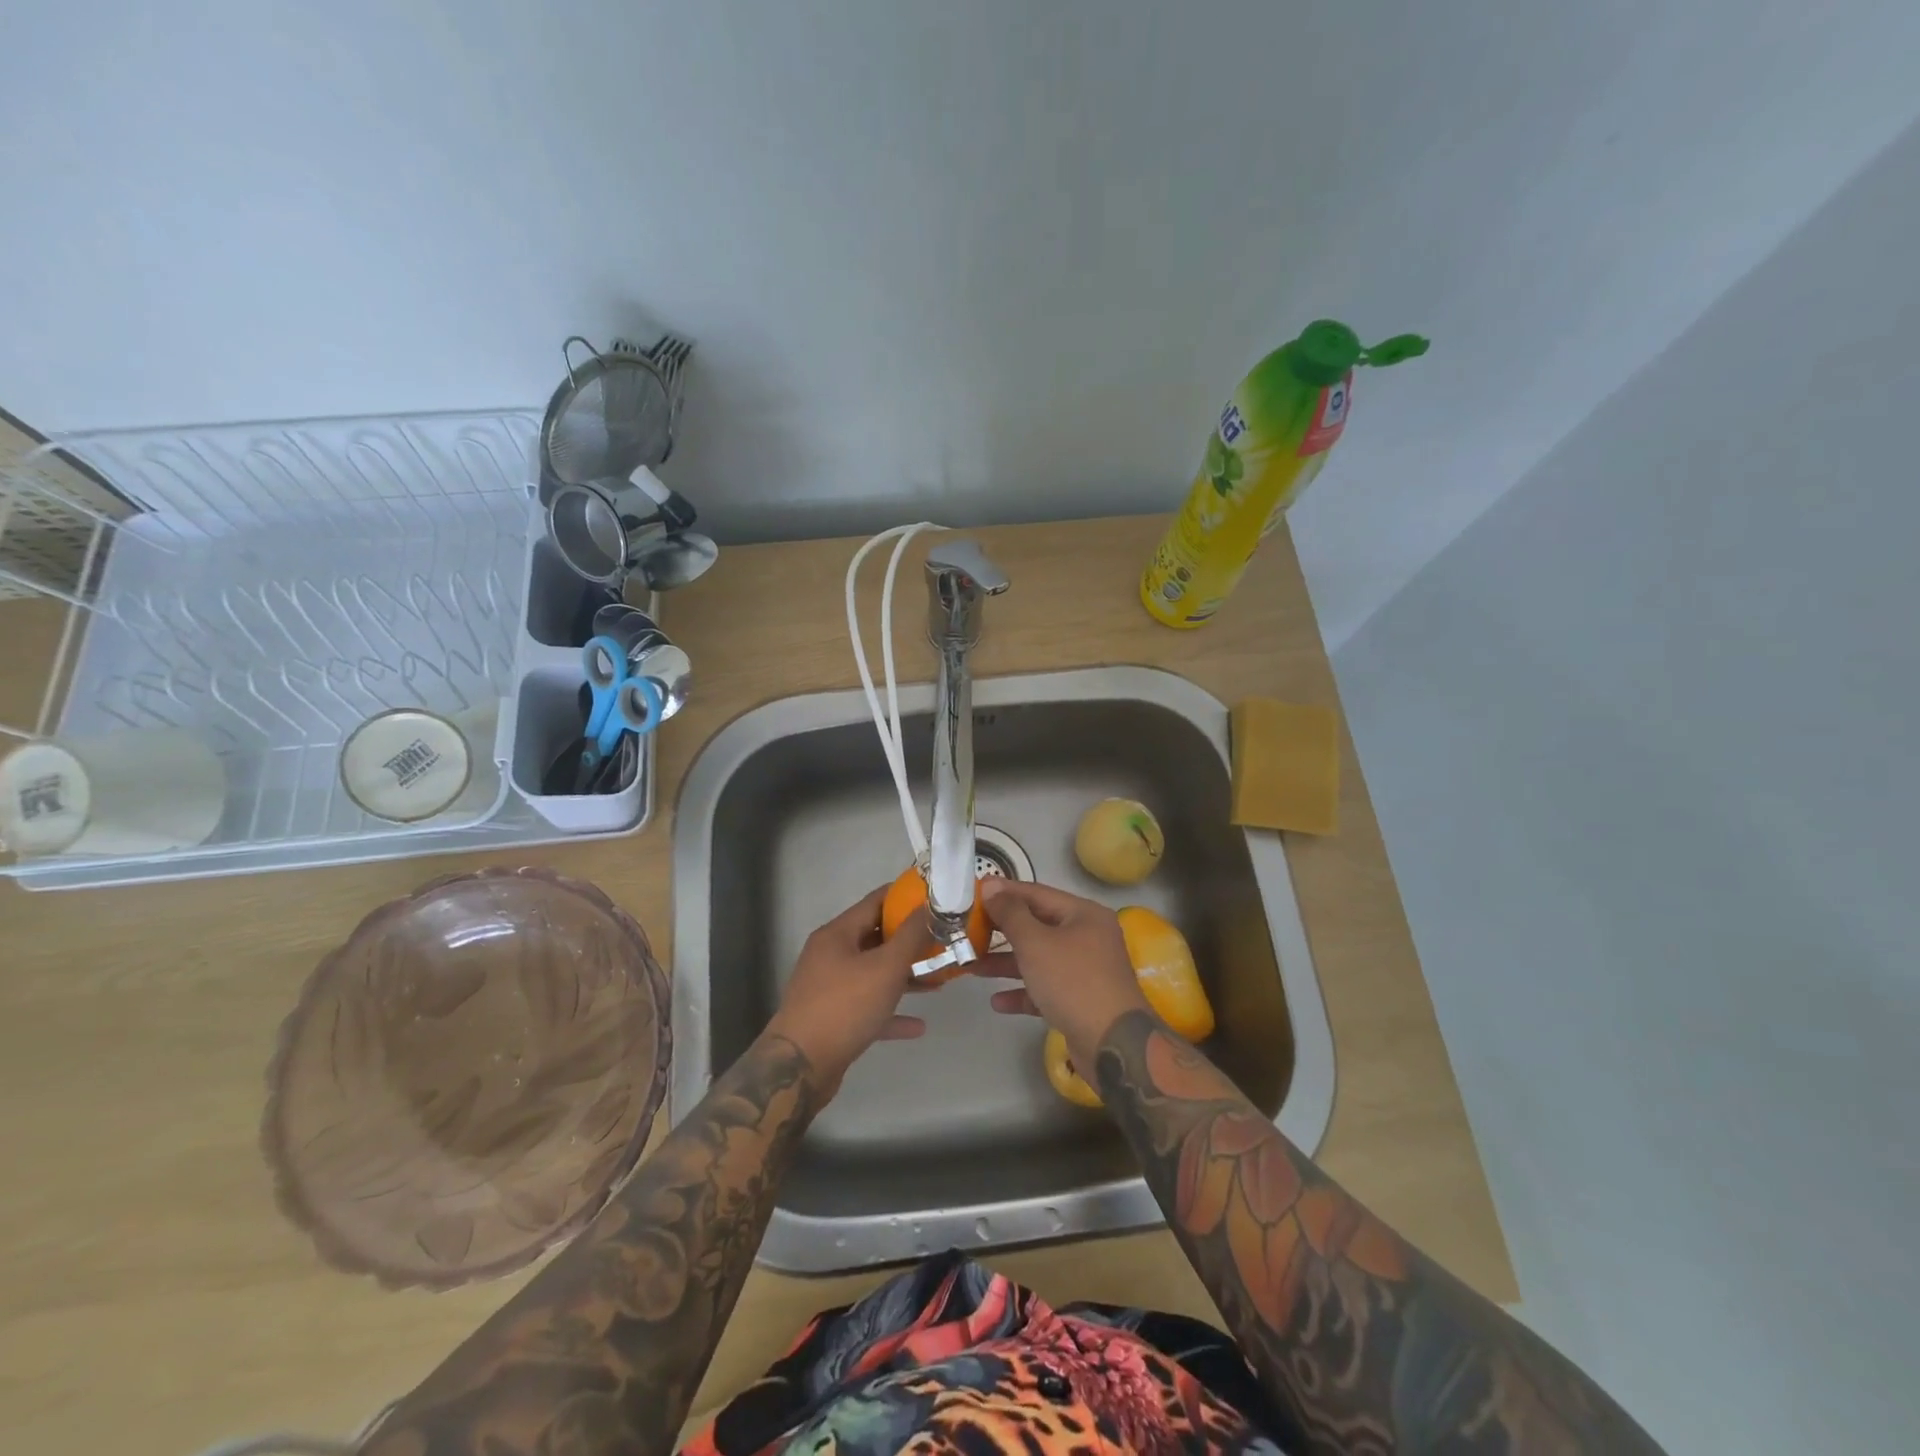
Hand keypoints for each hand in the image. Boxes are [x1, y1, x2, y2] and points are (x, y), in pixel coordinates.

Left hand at [764, 885, 925, 1099]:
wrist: (799, 1068)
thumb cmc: (845, 1006)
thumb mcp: (886, 967)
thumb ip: (911, 936)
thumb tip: (930, 906)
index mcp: (837, 934)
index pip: (875, 902)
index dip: (905, 897)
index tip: (935, 898)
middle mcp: (830, 955)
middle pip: (875, 938)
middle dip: (910, 941)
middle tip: (942, 941)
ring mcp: (829, 988)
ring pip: (873, 974)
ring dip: (904, 976)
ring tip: (938, 980)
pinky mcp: (832, 1019)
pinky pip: (868, 1007)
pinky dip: (891, 1011)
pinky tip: (918, 1026)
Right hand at [977, 878, 1149, 1067]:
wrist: (1113, 1045)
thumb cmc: (1073, 982)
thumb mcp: (1036, 943)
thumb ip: (1010, 914)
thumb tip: (991, 886)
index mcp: (1083, 915)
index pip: (1037, 894)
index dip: (1004, 892)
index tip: (973, 894)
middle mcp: (1087, 937)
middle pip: (1037, 926)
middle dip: (1002, 931)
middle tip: (968, 931)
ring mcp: (1085, 970)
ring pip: (1039, 959)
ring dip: (1006, 963)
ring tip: (973, 967)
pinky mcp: (1080, 1000)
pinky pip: (1045, 988)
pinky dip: (1023, 992)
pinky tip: (997, 1002)